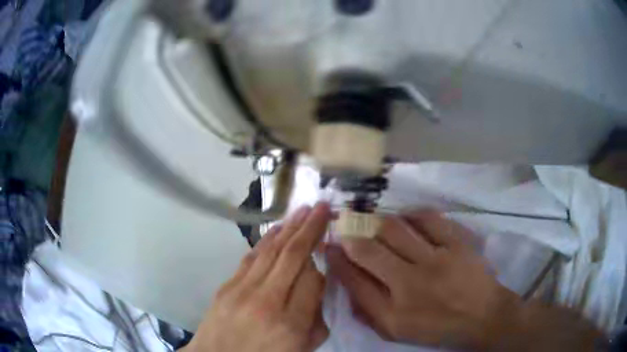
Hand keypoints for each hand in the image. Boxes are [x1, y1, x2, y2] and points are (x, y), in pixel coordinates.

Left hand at [184, 203, 331, 351]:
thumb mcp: (300, 350)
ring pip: (270, 251)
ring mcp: (241, 291)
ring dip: (289, 227)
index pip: (313, 280)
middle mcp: (266, 302)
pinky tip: (277, 229)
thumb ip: (315, 321)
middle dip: (310, 229)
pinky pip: (251, 257)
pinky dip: (266, 241)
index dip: (321, 265)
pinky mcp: (226, 286)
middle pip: (292, 256)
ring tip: (303, 210)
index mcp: (290, 325)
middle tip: (321, 207)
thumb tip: (318, 286)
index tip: (325, 257)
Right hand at [326, 210, 520, 349]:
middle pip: (368, 250)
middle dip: (350, 236)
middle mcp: (410, 285)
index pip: (353, 280)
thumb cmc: (437, 328)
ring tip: (374, 222)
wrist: (482, 317)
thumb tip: (347, 284)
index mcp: (393, 313)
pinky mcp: (456, 243)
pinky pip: (428, 218)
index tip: (330, 246)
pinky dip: (411, 214)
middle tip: (346, 227)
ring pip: (394, 228)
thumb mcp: (397, 333)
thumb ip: (369, 313)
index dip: (336, 259)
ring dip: (377, 223)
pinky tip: (407, 218)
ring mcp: (436, 260)